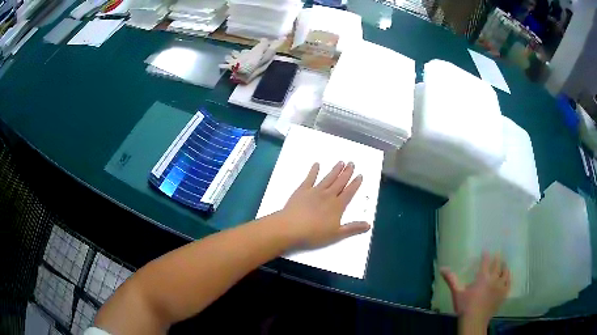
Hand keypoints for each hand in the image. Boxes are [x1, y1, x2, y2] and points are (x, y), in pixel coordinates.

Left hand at [278, 161, 370, 247]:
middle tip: (352, 163)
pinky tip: (316, 164)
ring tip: (341, 162)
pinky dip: (313, 171)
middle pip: (340, 182)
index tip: (360, 175)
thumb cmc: (314, 234)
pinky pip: (310, 178)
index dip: (355, 184)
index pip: (349, 192)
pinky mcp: (302, 190)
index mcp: (337, 206)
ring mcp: (314, 191)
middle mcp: (328, 196)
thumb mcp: (336, 235)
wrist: (290, 228)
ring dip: (335, 170)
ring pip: (328, 178)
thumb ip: (353, 228)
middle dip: (347, 173)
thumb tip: (368, 224)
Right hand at [441, 252, 509, 326]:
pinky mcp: (504, 294)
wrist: (474, 321)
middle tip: (498, 252)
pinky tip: (507, 277)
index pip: (485, 262)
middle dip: (497, 257)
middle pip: (498, 264)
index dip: (485, 255)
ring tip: (504, 263)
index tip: (485, 250)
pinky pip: (509, 282)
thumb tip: (442, 268)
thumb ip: (451, 280)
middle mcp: (494, 279)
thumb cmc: (464, 307)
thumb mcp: (457, 293)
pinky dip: (508, 278)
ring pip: (505, 272)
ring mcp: (500, 286)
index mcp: (482, 277)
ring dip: (504, 266)